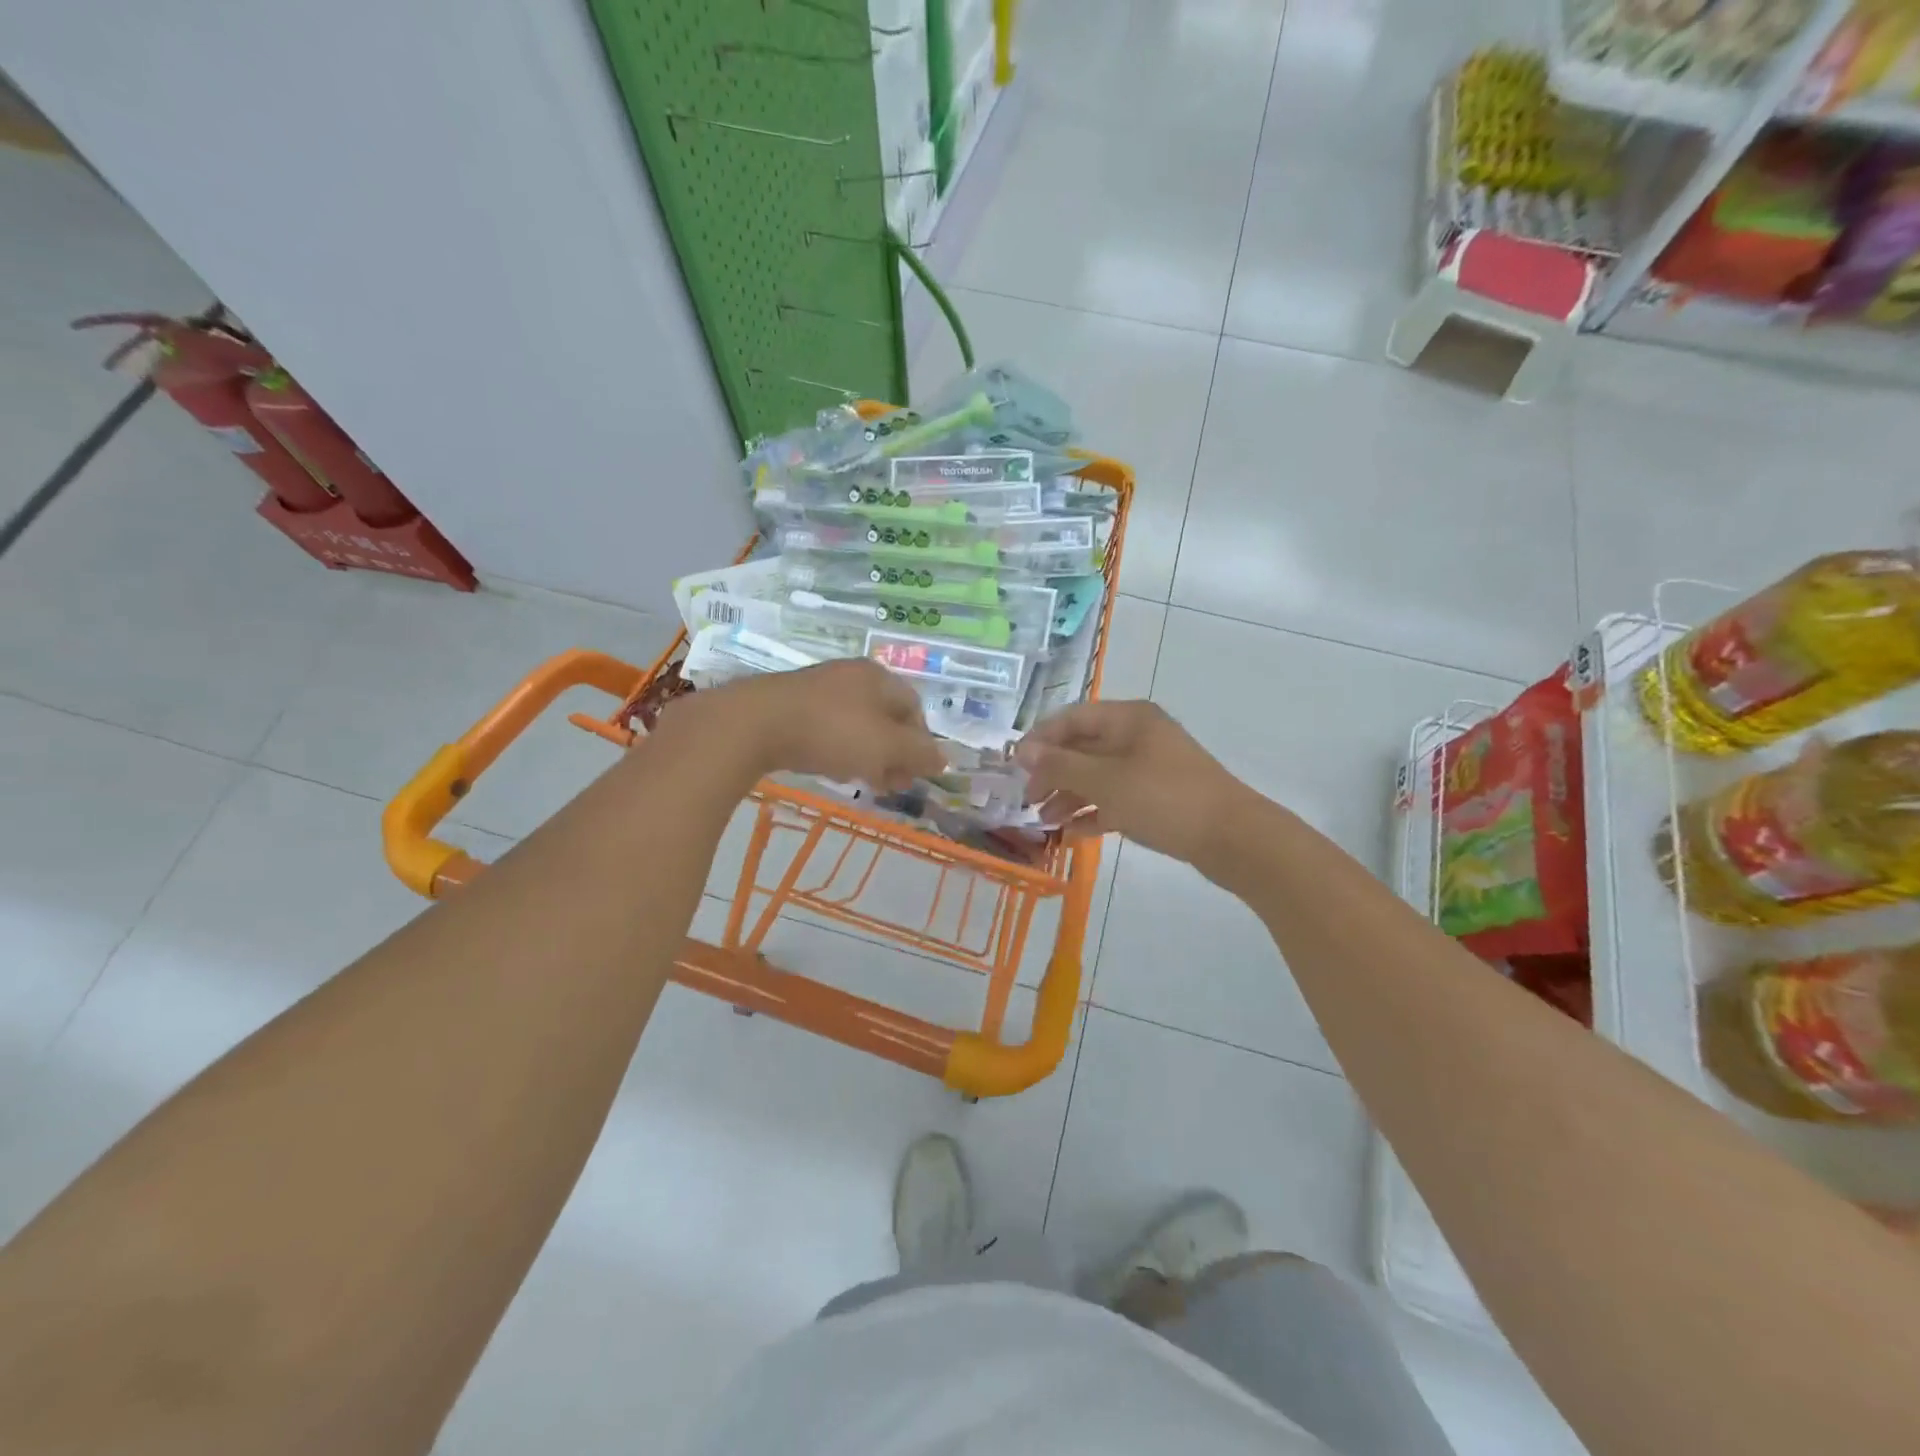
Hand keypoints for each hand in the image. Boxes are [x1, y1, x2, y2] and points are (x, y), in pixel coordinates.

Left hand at [668, 659, 947, 790]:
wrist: (753, 724)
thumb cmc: (831, 732)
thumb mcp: (886, 746)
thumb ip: (919, 753)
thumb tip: (943, 759)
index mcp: (878, 677)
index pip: (914, 709)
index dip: (921, 743)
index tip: (916, 774)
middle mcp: (851, 676)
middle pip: (885, 717)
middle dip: (894, 753)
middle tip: (892, 784)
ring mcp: (818, 688)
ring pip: (856, 724)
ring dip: (866, 755)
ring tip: (862, 782)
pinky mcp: (790, 705)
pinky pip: (827, 728)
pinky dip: (837, 749)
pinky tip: (829, 769)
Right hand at [1014, 700, 1249, 864]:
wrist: (1232, 837)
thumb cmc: (1164, 798)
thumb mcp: (1105, 781)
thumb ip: (1061, 765)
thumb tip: (1023, 751)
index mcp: (1128, 718)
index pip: (1072, 718)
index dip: (1041, 739)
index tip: (1015, 767)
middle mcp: (1138, 736)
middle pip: (1084, 747)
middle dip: (1053, 772)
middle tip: (1028, 799)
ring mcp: (1150, 767)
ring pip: (1098, 775)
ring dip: (1070, 795)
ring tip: (1045, 821)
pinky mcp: (1158, 796)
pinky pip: (1116, 798)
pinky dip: (1094, 811)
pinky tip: (1072, 833)